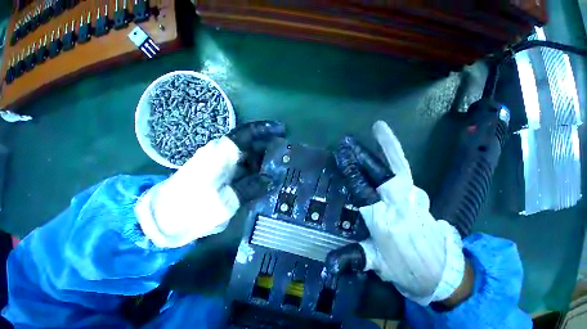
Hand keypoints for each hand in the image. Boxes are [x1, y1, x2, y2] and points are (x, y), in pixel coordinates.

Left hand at [136, 121, 285, 247]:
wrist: (161, 218)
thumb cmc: (191, 209)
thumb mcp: (226, 202)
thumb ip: (251, 188)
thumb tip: (270, 180)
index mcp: (222, 154)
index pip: (247, 133)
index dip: (266, 130)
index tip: (282, 131)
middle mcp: (220, 152)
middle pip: (249, 143)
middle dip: (267, 147)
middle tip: (284, 155)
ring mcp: (217, 161)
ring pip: (245, 154)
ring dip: (261, 160)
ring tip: (276, 170)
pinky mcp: (216, 171)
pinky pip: (240, 165)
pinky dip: (252, 169)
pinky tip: (262, 179)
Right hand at [325, 121, 465, 305]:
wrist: (443, 273)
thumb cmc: (405, 268)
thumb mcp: (377, 264)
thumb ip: (352, 258)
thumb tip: (327, 263)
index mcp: (382, 222)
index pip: (363, 191)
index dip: (352, 172)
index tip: (342, 156)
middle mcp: (398, 206)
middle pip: (380, 175)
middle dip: (362, 156)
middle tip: (348, 141)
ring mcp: (414, 199)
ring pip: (398, 167)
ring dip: (385, 148)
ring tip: (376, 130)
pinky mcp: (421, 196)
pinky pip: (407, 171)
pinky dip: (398, 155)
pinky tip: (389, 146)